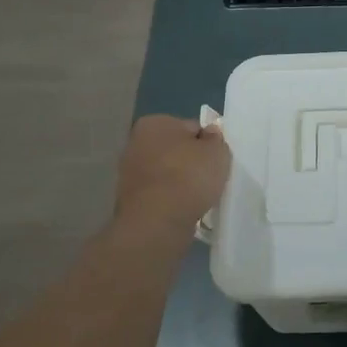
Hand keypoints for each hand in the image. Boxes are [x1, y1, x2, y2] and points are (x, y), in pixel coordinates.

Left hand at [113, 115, 229, 229]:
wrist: (157, 223)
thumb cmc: (188, 177)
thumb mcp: (217, 151)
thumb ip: (216, 139)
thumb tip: (208, 134)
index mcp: (154, 123)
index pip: (191, 128)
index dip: (207, 143)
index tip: (216, 160)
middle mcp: (135, 143)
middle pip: (176, 150)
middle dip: (191, 162)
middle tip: (210, 178)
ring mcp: (129, 173)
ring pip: (167, 173)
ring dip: (181, 182)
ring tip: (199, 197)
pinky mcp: (130, 200)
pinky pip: (160, 194)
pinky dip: (172, 200)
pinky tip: (184, 209)